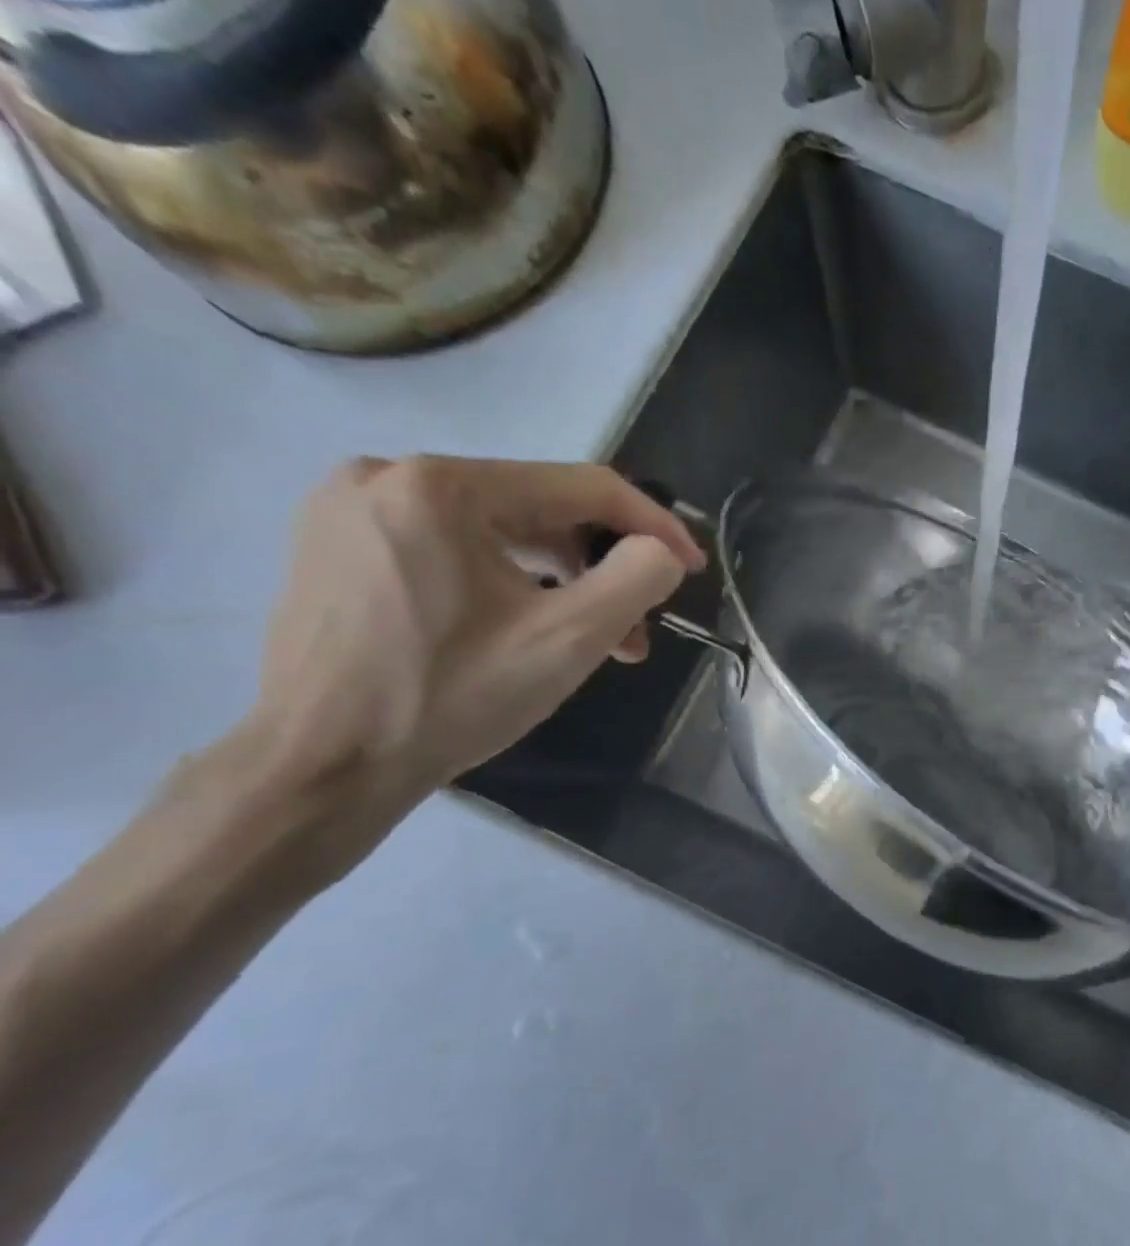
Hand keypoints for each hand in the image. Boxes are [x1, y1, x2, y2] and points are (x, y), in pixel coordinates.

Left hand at [244, 456, 702, 806]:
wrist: (320, 769)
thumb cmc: (451, 699)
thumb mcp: (568, 640)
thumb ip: (637, 579)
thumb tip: (661, 552)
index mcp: (440, 486)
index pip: (581, 486)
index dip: (652, 524)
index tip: (692, 568)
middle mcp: (387, 477)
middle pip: (537, 506)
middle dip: (601, 565)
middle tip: (638, 626)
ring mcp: (351, 511)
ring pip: (496, 529)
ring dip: (558, 578)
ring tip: (591, 638)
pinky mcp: (337, 548)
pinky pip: (451, 546)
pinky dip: (504, 580)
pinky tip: (524, 625)